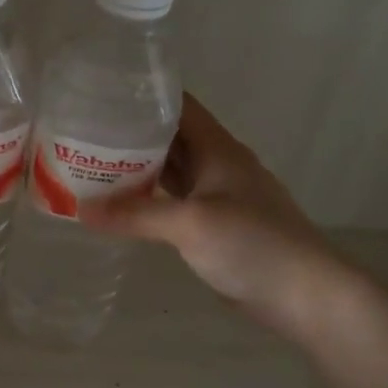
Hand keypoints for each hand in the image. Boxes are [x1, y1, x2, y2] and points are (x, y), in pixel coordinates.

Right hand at [84, 93, 343, 334]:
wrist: (306, 296)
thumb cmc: (254, 244)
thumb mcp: (190, 224)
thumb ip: (136, 215)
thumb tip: (81, 211)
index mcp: (218, 149)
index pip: (178, 106)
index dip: (143, 94)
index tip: (102, 92)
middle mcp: (218, 166)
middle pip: (170, 137)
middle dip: (130, 132)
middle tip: (83, 132)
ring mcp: (218, 197)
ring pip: (171, 171)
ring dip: (136, 167)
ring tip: (91, 163)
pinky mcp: (215, 226)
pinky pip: (173, 201)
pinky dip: (148, 199)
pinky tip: (121, 205)